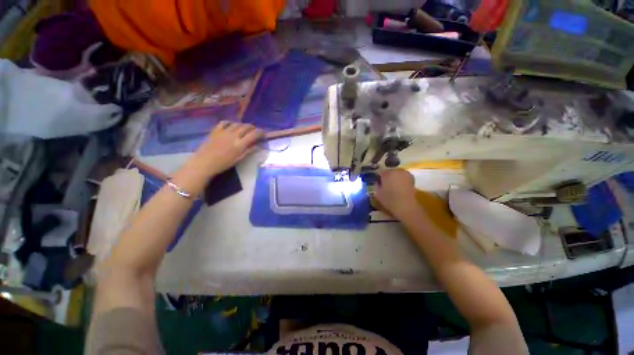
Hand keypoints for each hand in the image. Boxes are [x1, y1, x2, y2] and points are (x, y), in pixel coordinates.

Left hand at [172, 122, 262, 194]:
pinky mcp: (215, 130)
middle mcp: (233, 135)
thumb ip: (248, 151)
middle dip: (253, 127)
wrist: (204, 163)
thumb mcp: (238, 159)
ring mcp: (224, 132)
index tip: (263, 133)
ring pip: (237, 124)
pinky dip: (230, 123)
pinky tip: (232, 125)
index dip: (260, 132)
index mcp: (240, 144)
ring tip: (245, 128)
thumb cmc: (223, 164)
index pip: (253, 134)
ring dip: (243, 125)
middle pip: (246, 127)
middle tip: (255, 130)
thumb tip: (259, 146)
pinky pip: (224, 123)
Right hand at [373, 169, 419, 219]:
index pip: (380, 172)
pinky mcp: (412, 179)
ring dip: (395, 178)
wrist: (406, 206)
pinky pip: (403, 177)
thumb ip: (377, 186)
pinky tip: (400, 187)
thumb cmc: (389, 200)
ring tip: (393, 186)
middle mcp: (396, 171)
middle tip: (385, 184)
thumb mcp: (378, 194)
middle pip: (389, 171)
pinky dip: (401, 181)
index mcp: (387, 173)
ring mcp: (405, 174)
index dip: (379, 178)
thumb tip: (378, 183)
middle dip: (387, 176)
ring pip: (397, 173)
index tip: (378, 183)